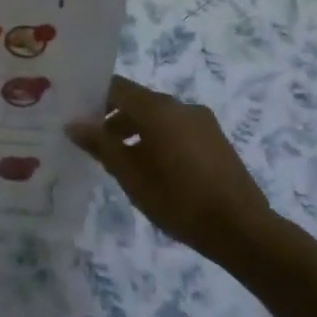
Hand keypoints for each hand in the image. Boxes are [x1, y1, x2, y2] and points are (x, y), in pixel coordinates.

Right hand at [68, 76, 280, 267]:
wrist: (242, 229)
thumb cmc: (177, 199)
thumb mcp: (130, 174)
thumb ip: (100, 144)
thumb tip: (73, 124)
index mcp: (158, 108)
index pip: (116, 87)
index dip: (93, 98)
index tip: (76, 117)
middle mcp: (181, 106)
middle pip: (138, 101)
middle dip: (113, 119)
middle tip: (94, 145)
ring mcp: (202, 122)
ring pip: (159, 117)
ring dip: (136, 131)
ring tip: (122, 163)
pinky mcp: (216, 141)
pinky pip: (177, 130)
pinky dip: (158, 139)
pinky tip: (154, 170)